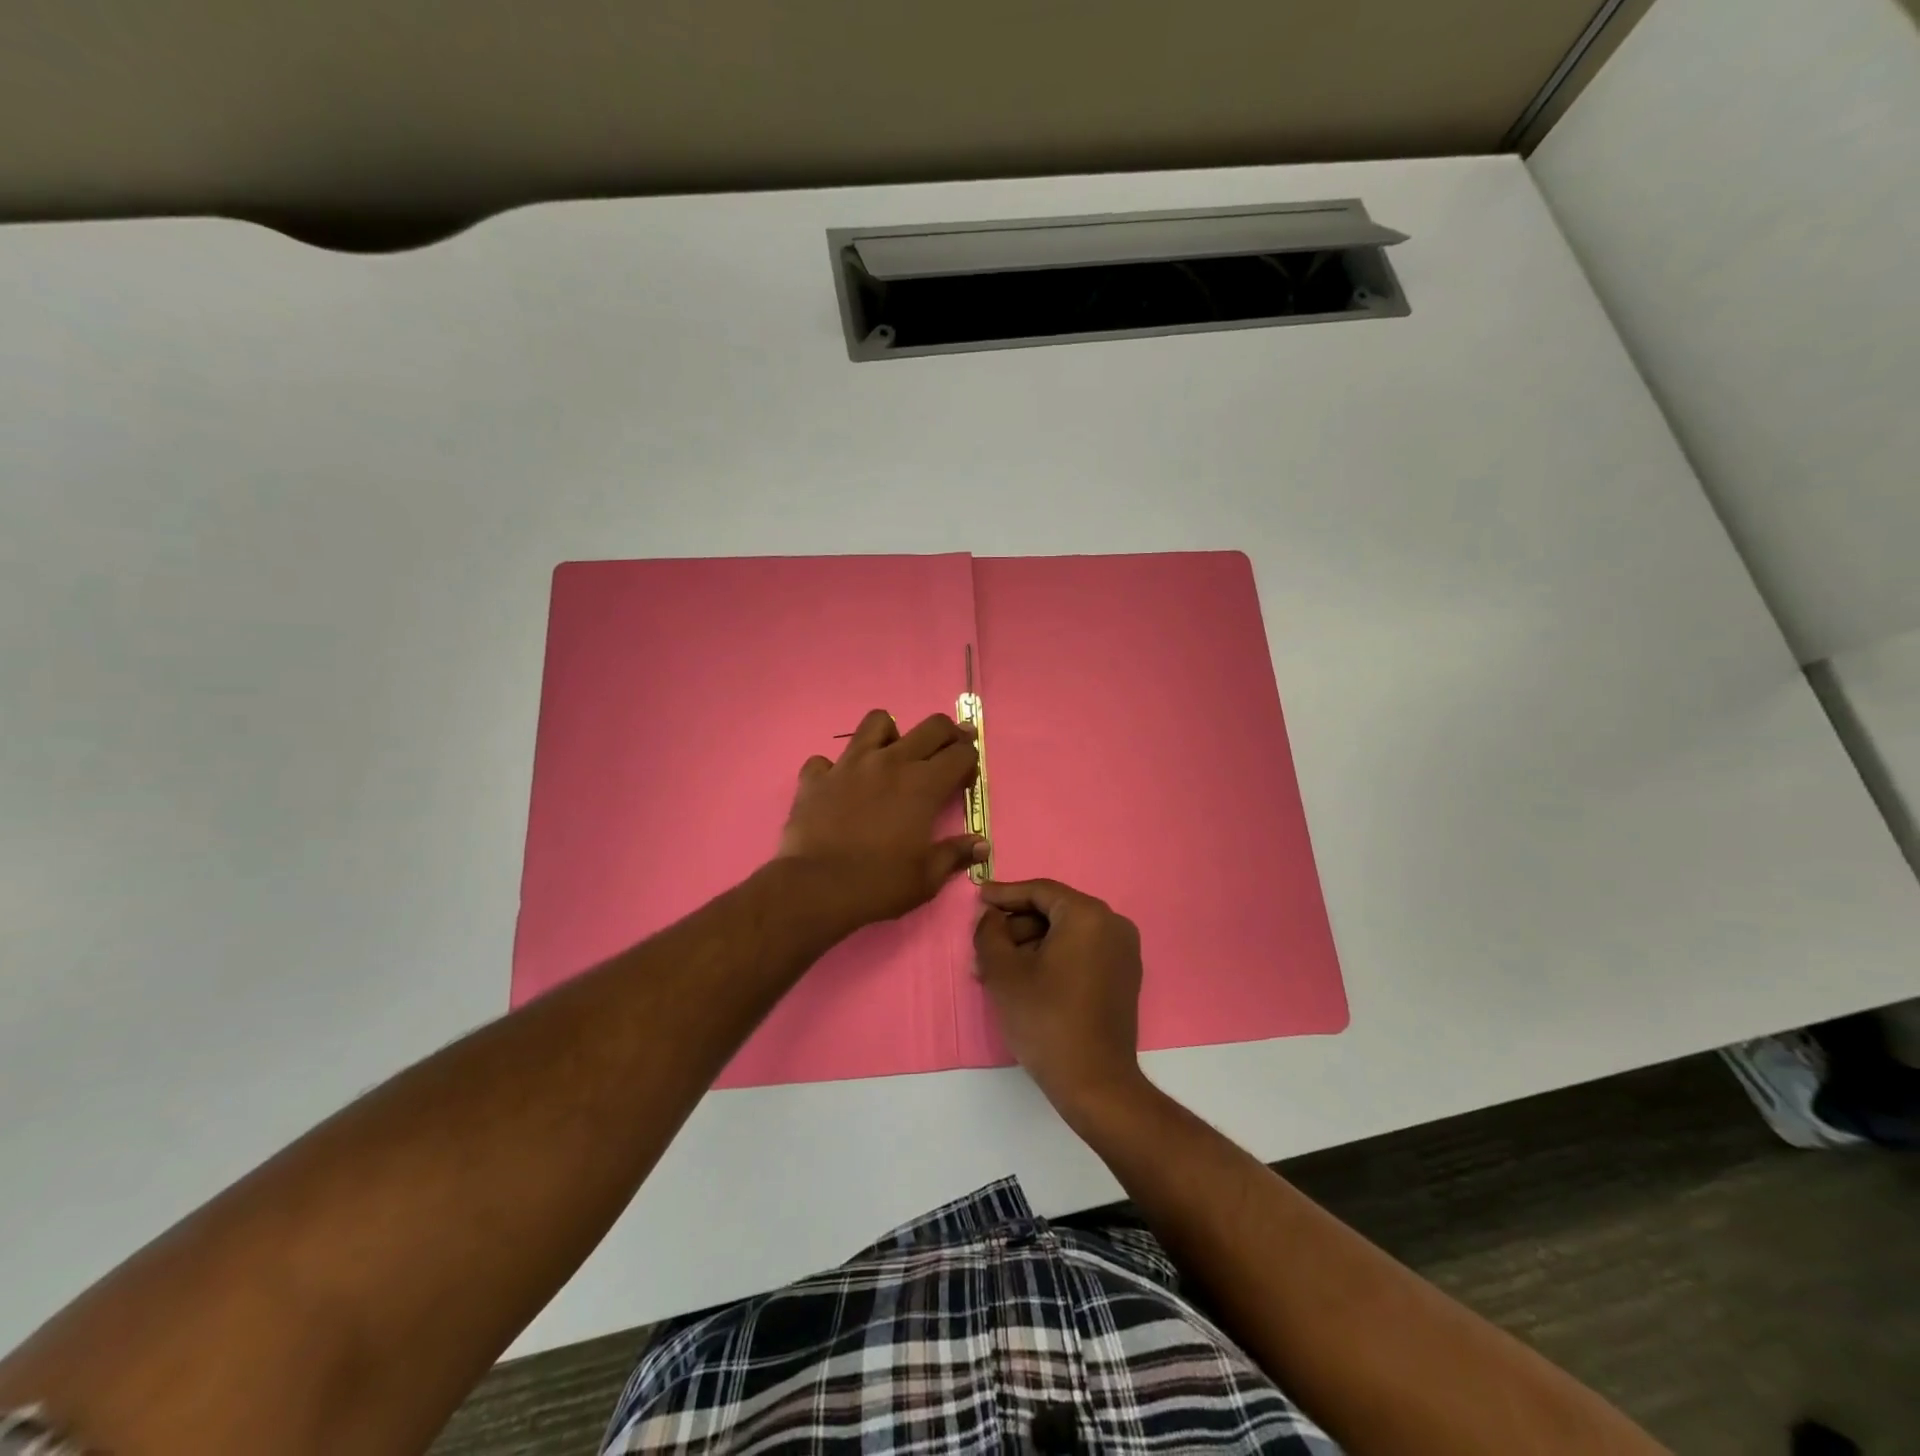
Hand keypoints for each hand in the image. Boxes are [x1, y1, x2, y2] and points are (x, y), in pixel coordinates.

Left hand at [779, 708, 985, 929]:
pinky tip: (839, 787)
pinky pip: (826, 760)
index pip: (960, 754)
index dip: (970, 761)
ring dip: (890, 734)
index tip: (966, 779)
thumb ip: (955, 854)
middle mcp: (890, 762)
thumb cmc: (880, 884)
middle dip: (948, 733)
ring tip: (891, 756)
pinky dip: (834, 769)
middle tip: (948, 750)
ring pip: (877, 722)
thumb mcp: (927, 877)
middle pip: (931, 726)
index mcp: (923, 785)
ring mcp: (850, 764)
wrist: (817, 888)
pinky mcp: (816, 777)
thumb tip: (981, 845)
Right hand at [973, 878, 1145, 1117]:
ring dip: (1028, 947)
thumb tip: (990, 916)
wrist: (1095, 1083)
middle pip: (1053, 913)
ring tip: (993, 971)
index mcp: (1088, 915)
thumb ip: (989, 932)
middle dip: (1014, 928)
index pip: (1039, 891)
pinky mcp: (1123, 977)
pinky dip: (1051, 959)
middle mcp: (1112, 925)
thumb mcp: (1004, 972)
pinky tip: (1022, 980)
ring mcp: (1123, 952)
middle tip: (981, 946)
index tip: (978, 898)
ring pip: (1065, 935)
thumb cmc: (1045, 1019)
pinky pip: (1081, 953)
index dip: (1004, 894)